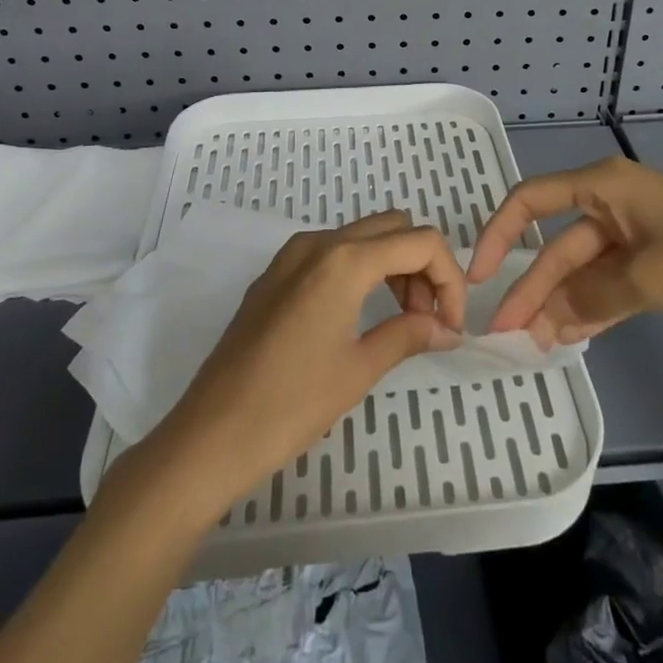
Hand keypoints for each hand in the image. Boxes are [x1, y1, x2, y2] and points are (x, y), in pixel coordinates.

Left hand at [128, 211, 465, 523]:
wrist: (211, 434)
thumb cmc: (291, 404)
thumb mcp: (359, 369)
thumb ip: (409, 335)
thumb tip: (448, 329)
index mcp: (345, 259)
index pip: (421, 242)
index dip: (449, 278)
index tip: (451, 325)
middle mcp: (319, 242)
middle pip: (393, 228)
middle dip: (421, 266)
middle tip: (426, 320)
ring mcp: (292, 254)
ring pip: (362, 236)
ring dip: (392, 266)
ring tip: (399, 320)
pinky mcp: (276, 273)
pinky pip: (332, 252)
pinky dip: (360, 270)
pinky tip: (359, 316)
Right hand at [469, 156, 662, 346]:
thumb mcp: (649, 275)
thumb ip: (592, 297)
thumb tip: (548, 320)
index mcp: (605, 186)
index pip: (532, 199)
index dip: (499, 232)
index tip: (477, 275)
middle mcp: (615, 204)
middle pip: (559, 244)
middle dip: (533, 285)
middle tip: (505, 332)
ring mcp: (639, 236)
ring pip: (585, 269)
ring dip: (561, 303)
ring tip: (533, 343)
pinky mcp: (662, 265)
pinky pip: (613, 285)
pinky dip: (593, 309)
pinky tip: (572, 337)